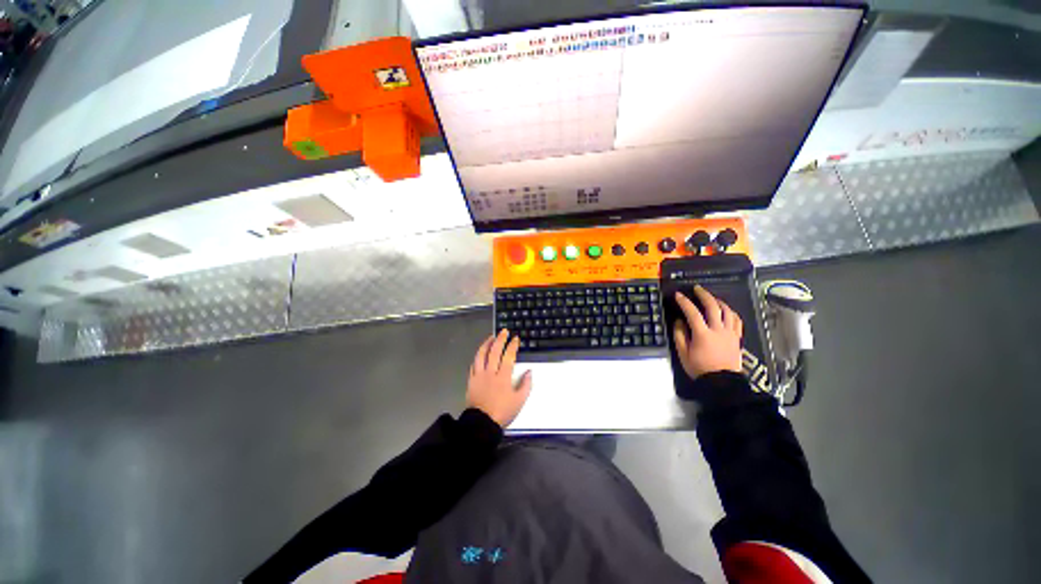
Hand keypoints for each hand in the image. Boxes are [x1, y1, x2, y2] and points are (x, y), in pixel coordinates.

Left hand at [467, 329, 532, 427]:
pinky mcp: (471, 380)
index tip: (515, 339)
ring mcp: (479, 375)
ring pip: (481, 355)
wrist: (481, 424)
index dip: (513, 345)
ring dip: (486, 344)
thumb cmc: (502, 412)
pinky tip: (480, 354)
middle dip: (500, 339)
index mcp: (503, 377)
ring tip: (491, 337)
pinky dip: (477, 357)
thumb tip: (529, 372)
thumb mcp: (519, 401)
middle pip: (494, 351)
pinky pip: (473, 365)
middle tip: (503, 331)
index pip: (509, 356)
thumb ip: (526, 385)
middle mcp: (490, 372)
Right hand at [672, 285, 742, 379]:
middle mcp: (718, 330)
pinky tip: (727, 311)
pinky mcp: (737, 338)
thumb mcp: (683, 353)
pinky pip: (737, 321)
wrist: (722, 382)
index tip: (678, 295)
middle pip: (713, 307)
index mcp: (703, 334)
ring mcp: (730, 333)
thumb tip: (679, 321)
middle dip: (704, 295)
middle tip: (697, 289)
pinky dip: (731, 313)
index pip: (692, 313)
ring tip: (712, 298)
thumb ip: (679, 335)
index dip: (684, 302)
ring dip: (719, 302)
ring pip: (727, 311)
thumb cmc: (700, 368)